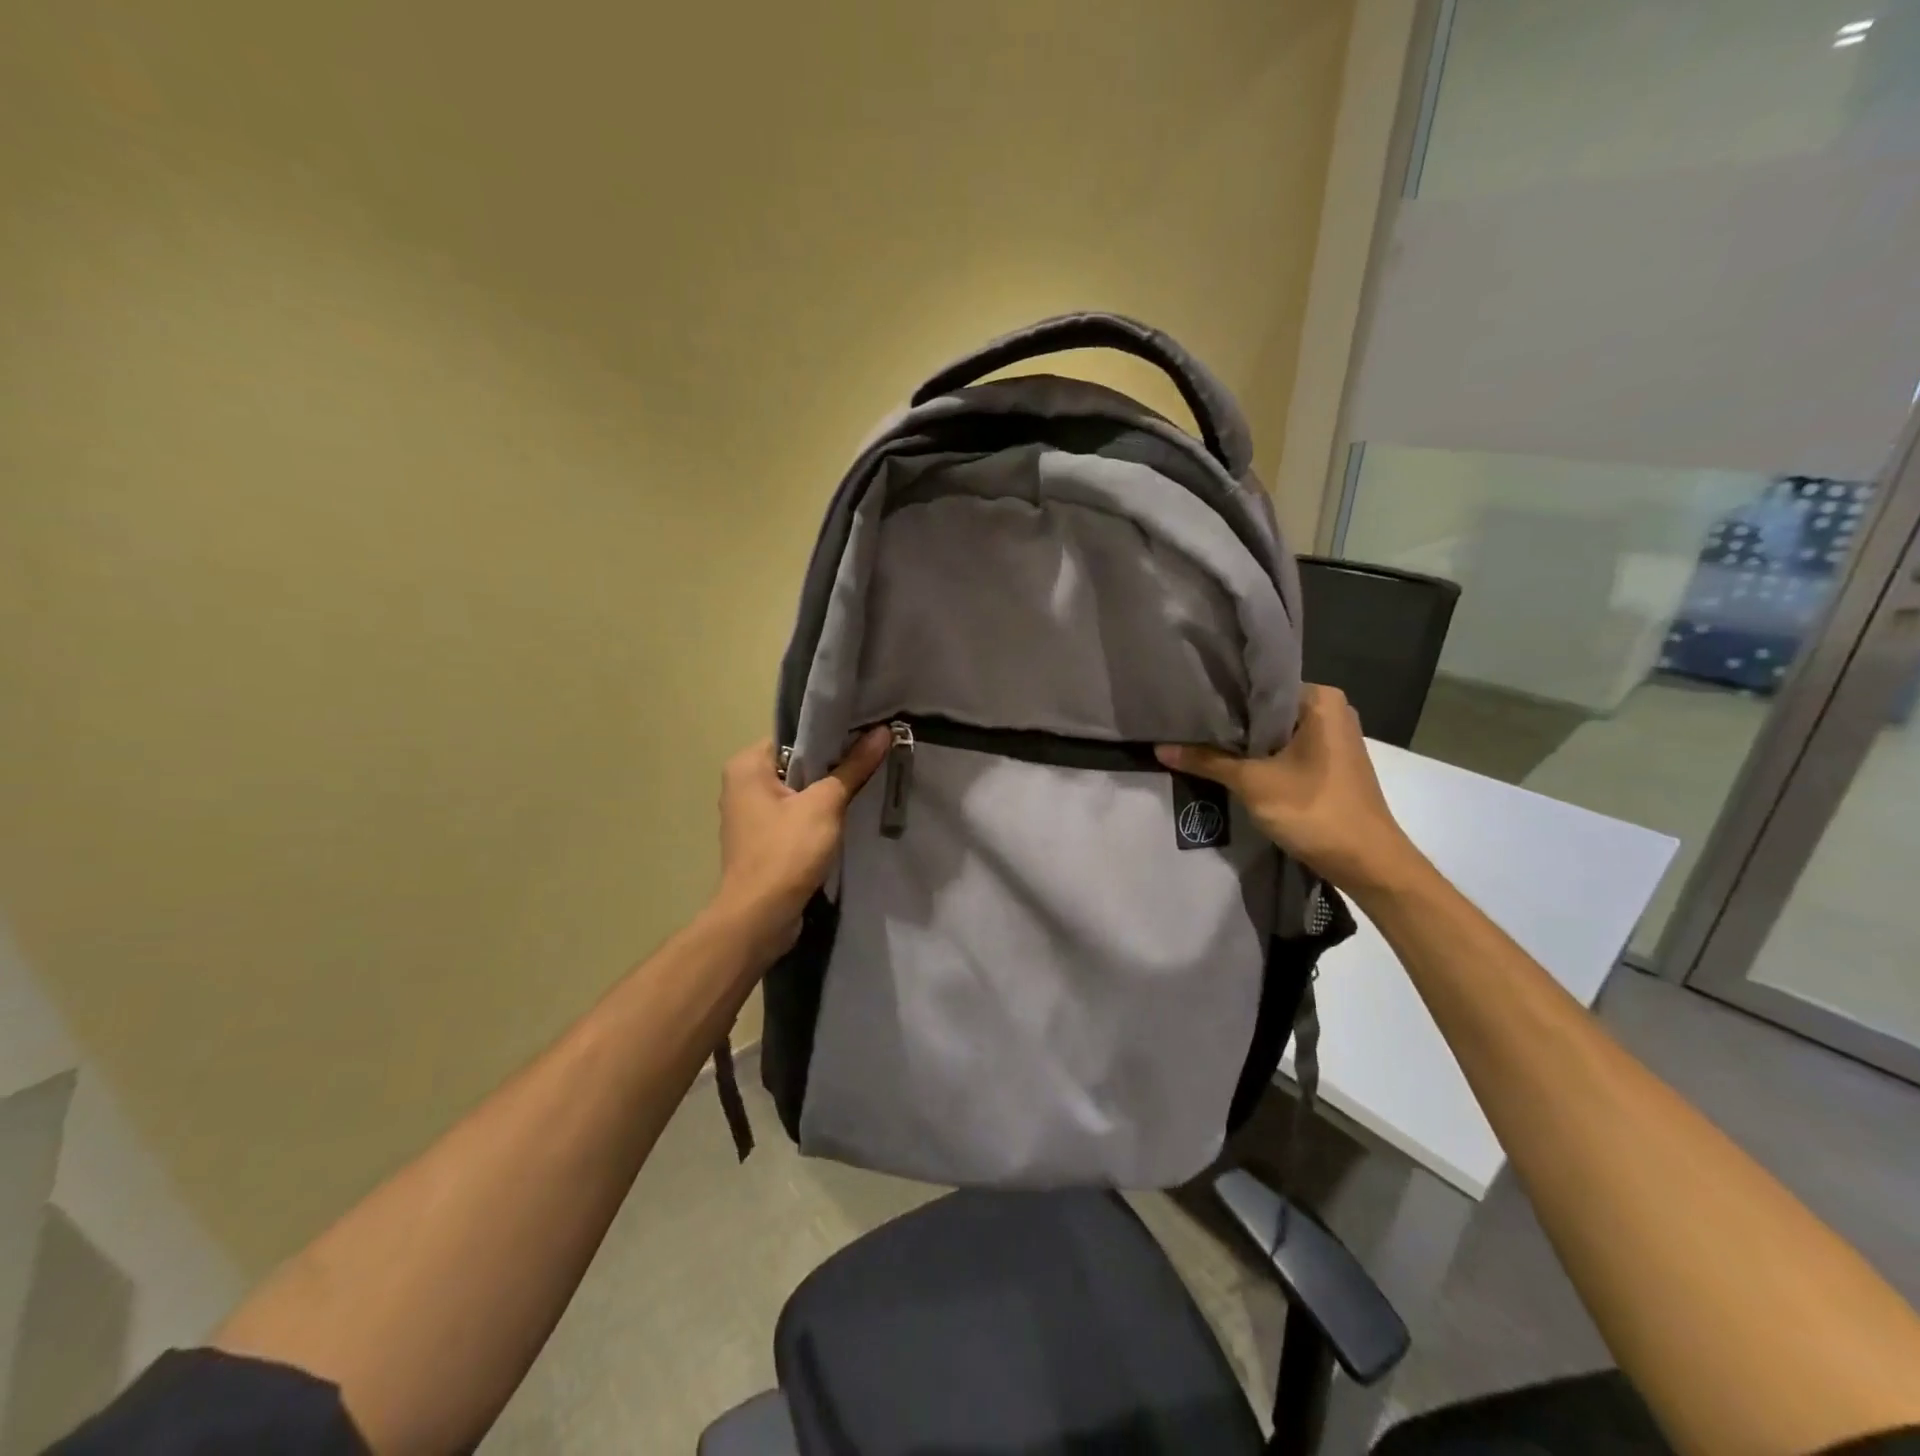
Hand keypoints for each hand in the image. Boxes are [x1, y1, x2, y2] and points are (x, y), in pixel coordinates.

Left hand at [714, 730, 890, 957]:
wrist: (759, 918)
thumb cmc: (786, 852)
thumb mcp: (825, 805)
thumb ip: (853, 767)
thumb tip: (882, 732)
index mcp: (747, 765)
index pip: (795, 735)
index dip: (832, 734)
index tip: (867, 732)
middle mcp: (743, 785)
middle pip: (799, 762)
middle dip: (834, 763)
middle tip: (874, 756)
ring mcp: (752, 815)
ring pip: (800, 791)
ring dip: (829, 792)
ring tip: (867, 782)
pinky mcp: (764, 841)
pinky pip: (796, 816)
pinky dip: (819, 815)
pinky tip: (847, 816)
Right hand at [1157, 685, 1423, 897]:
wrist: (1368, 862)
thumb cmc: (1314, 810)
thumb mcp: (1252, 783)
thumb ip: (1206, 761)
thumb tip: (1158, 748)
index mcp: (1320, 700)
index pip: (1259, 684)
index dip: (1221, 693)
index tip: (1185, 699)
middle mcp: (1330, 710)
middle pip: (1266, 708)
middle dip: (1230, 720)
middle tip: (1183, 721)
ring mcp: (1332, 738)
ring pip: (1274, 732)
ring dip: (1243, 741)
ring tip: (1197, 739)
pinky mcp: (1329, 763)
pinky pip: (1285, 749)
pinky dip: (1260, 756)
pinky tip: (1229, 763)